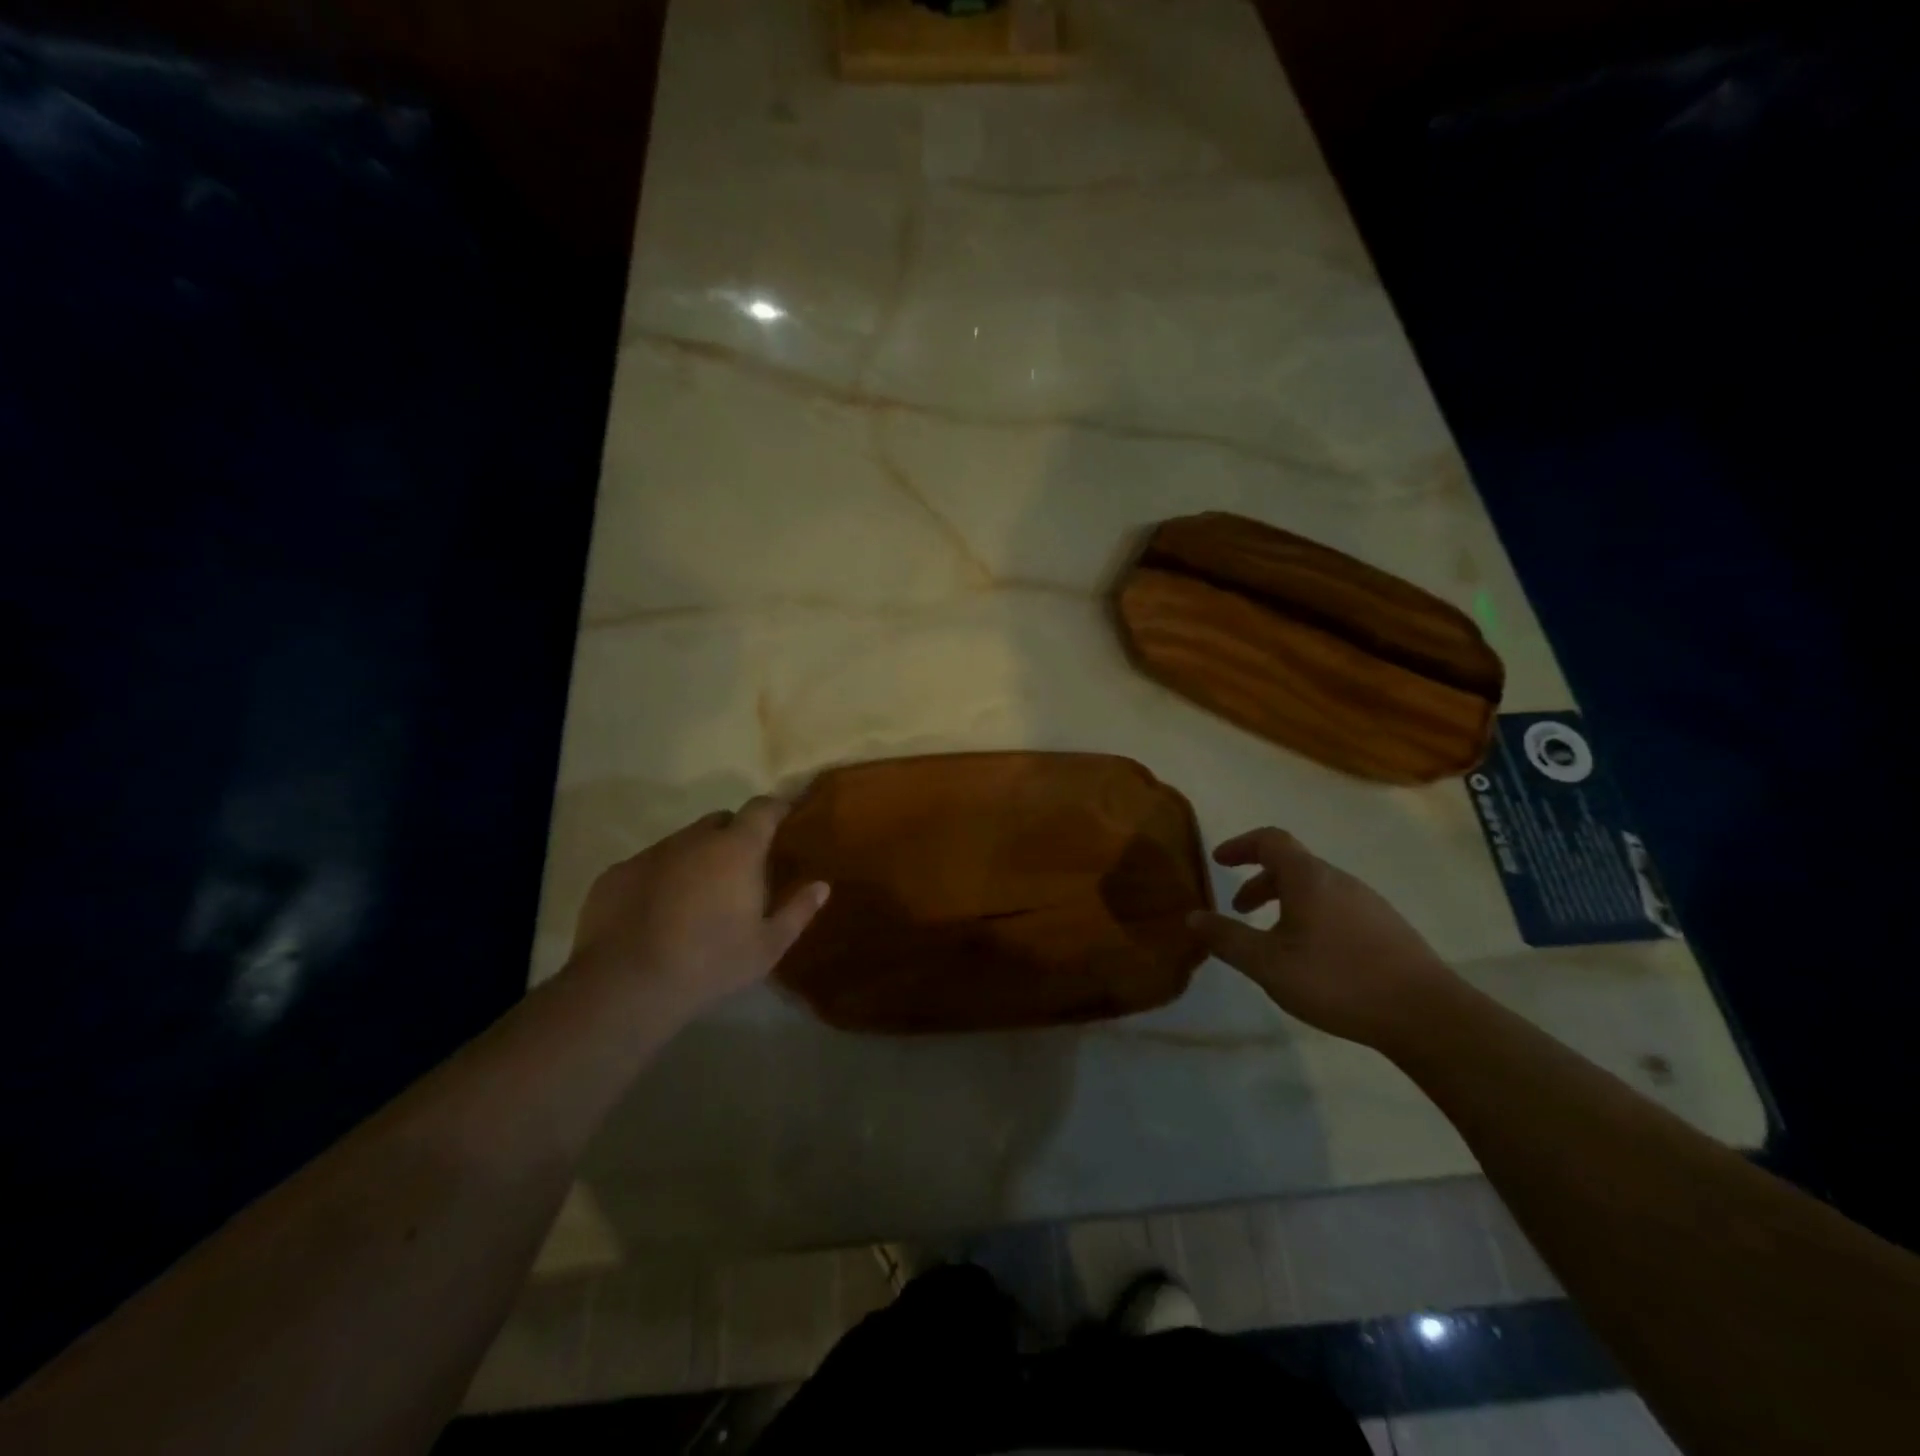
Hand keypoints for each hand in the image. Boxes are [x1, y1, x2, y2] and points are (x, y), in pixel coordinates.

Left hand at [571, 797, 828, 1014]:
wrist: (627, 986)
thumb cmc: (711, 963)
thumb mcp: (768, 946)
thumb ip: (799, 911)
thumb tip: (822, 886)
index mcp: (737, 849)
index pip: (763, 808)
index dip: (777, 808)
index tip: (786, 817)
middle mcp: (694, 839)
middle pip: (721, 821)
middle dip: (734, 836)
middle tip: (742, 869)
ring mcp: (651, 853)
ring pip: (683, 842)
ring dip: (696, 858)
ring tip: (698, 896)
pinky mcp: (617, 873)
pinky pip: (649, 864)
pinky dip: (661, 878)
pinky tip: (658, 913)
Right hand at [1188, 827, 1457, 1048]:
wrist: (1427, 1015)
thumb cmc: (1337, 980)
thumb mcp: (1269, 964)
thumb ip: (1227, 939)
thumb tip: (1193, 917)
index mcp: (1308, 878)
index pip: (1270, 840)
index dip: (1241, 845)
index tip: (1219, 860)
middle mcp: (1339, 880)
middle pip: (1293, 865)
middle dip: (1259, 882)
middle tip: (1239, 908)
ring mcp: (1368, 903)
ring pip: (1315, 889)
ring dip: (1285, 902)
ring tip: (1273, 939)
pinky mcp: (1387, 928)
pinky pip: (1336, 907)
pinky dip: (1310, 916)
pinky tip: (1312, 957)